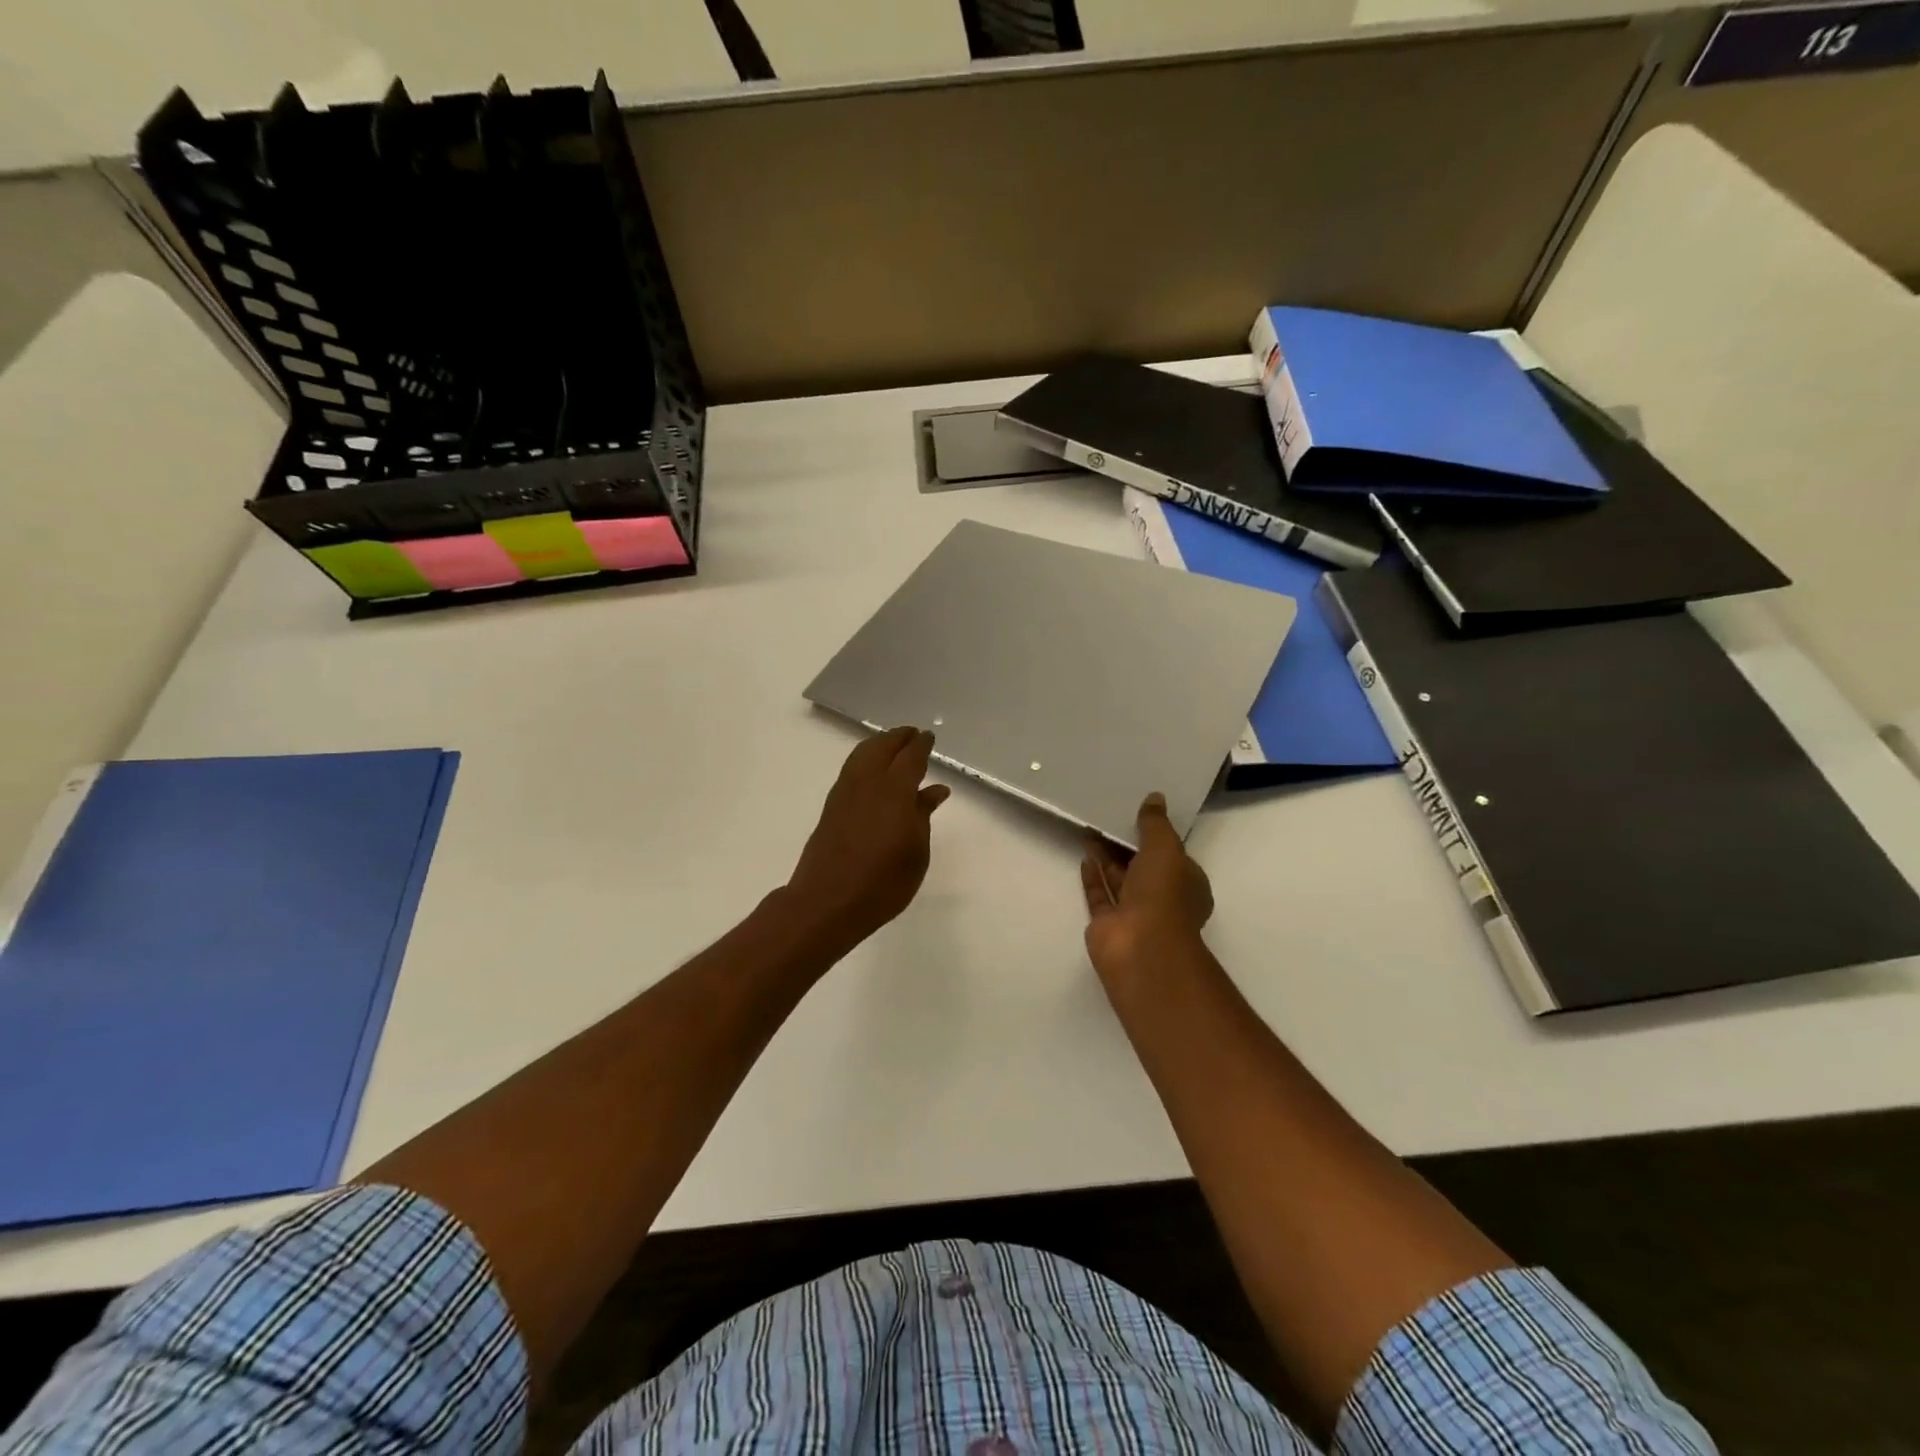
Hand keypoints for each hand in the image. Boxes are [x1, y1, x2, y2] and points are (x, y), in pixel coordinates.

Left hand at [785, 726, 950, 955]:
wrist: (827, 902)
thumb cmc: (882, 883)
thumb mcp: (916, 853)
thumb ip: (923, 816)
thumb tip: (934, 790)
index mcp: (894, 792)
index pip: (910, 757)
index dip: (921, 745)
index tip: (929, 737)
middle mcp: (867, 783)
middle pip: (882, 747)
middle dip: (898, 737)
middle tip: (912, 735)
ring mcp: (844, 793)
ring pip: (862, 754)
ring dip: (878, 745)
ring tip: (893, 747)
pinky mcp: (831, 806)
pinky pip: (851, 769)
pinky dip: (865, 759)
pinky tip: (873, 772)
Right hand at [1081, 792, 1213, 982]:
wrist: (1140, 946)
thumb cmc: (1163, 894)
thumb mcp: (1165, 848)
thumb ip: (1156, 824)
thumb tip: (1155, 797)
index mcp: (1186, 884)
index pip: (1172, 856)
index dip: (1157, 837)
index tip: (1138, 816)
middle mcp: (1162, 899)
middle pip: (1142, 866)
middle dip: (1126, 844)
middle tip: (1109, 817)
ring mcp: (1134, 913)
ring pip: (1119, 879)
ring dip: (1106, 856)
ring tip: (1090, 828)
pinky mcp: (1107, 923)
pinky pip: (1100, 895)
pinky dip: (1093, 876)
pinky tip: (1084, 856)